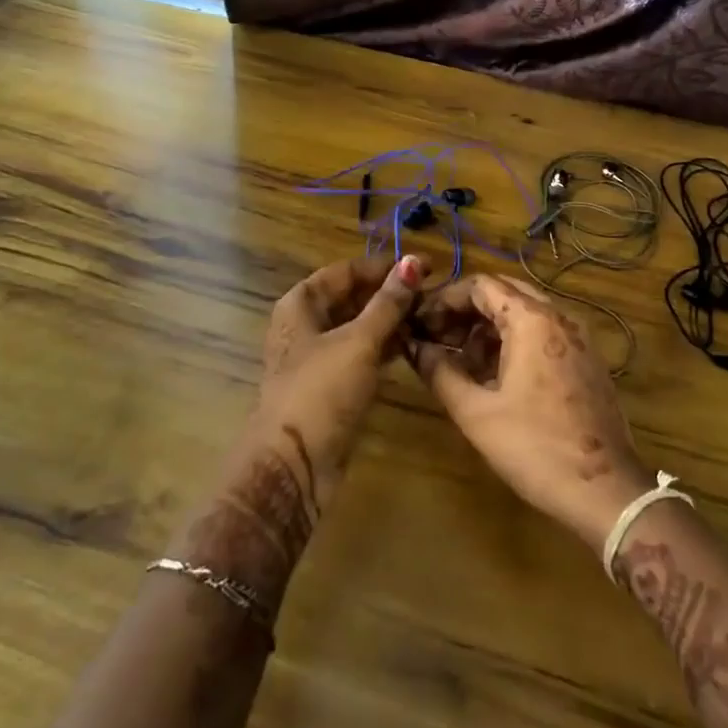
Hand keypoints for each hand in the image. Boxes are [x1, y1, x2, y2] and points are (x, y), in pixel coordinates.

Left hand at [248, 253, 426, 480]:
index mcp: (301, 304)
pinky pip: (362, 354)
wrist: (295, 465)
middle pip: (352, 297)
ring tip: (430, 314)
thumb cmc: (321, 391)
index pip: (346, 270)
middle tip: (433, 291)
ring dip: (391, 320)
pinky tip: (414, 343)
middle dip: (390, 293)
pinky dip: (385, 346)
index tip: (424, 265)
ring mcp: (318, 357)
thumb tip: (413, 262)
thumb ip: (388, 303)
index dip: (384, 266)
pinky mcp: (332, 385)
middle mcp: (306, 325)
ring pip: (359, 327)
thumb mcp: (358, 341)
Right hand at [409, 274, 653, 555]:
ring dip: (488, 328)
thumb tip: (416, 348)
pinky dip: (513, 341)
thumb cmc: (535, 447)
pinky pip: (542, 333)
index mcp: (532, 319)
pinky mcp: (586, 360)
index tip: (420, 324)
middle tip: (436, 337)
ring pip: (524, 313)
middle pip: (503, 292)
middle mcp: (559, 316)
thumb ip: (440, 372)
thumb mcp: (476, 412)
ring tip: (459, 362)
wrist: (606, 492)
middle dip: (465, 311)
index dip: (444, 299)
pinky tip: (493, 376)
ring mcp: (578, 337)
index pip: (480, 284)